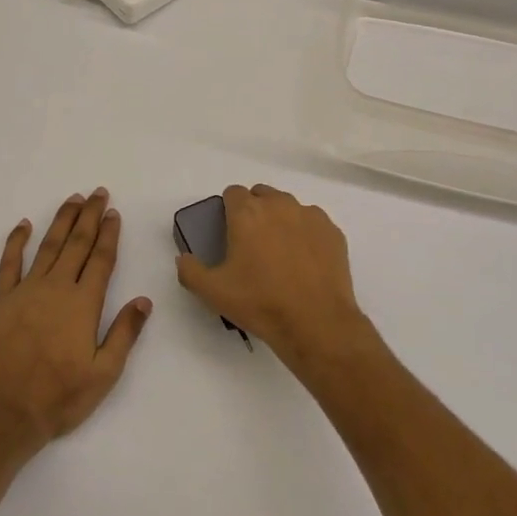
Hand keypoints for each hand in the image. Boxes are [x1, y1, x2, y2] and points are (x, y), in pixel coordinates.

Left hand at [0, 189, 152, 444]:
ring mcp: (26, 290)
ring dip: (62, 221)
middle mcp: (57, 288)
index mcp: (84, 303)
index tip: (114, 212)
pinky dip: (16, 241)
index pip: (101, 259)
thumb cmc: (60, 396)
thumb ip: (125, 333)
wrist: (6, 412)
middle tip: (98, 193)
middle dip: (89, 216)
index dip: (109, 233)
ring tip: (73, 199)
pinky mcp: (1, 300)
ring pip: (48, 246)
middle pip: (77, 243)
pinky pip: (9, 263)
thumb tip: (144, 300)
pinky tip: (23, 225)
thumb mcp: (104, 372)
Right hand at [175, 184, 370, 370]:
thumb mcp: (213, 292)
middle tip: (252, 243)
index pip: (233, 192)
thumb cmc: (260, 303)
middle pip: (262, 194)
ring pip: (289, 206)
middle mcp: (279, 205)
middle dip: (254, 210)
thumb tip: (183, 258)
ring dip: (281, 220)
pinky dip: (306, 234)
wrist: (316, 323)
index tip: (229, 231)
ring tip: (280, 252)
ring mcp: (309, 215)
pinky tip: (305, 261)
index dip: (228, 209)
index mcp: (247, 213)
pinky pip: (313, 223)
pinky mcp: (332, 231)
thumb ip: (190, 270)